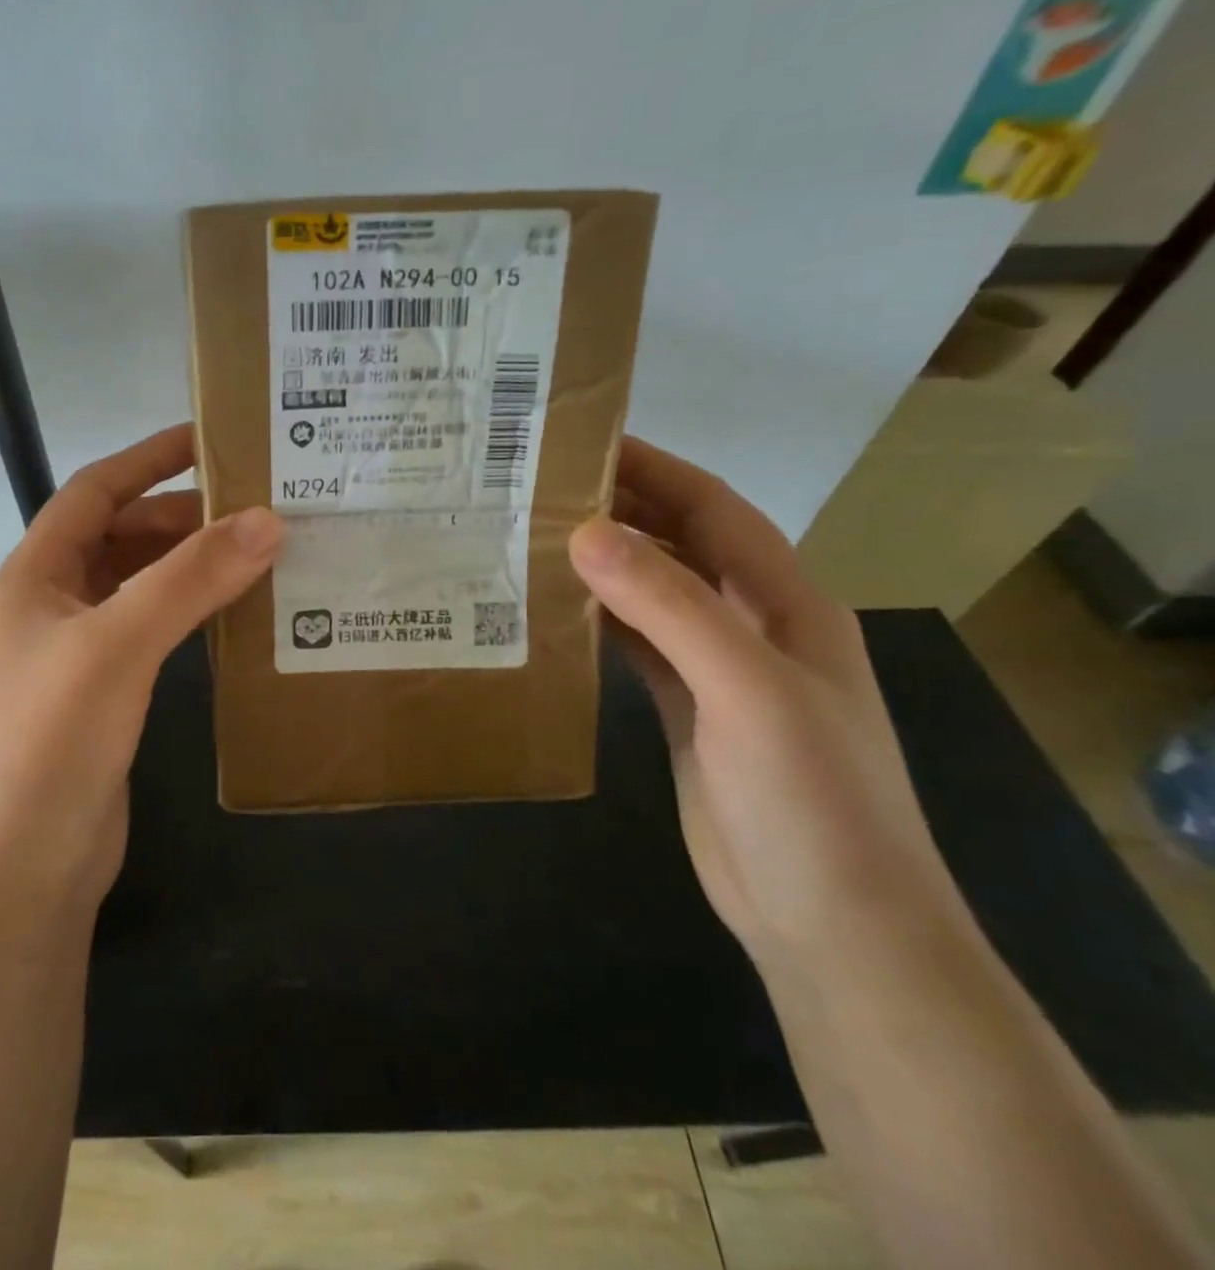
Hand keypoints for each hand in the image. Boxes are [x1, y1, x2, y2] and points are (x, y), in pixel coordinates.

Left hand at [0, 424, 282, 910]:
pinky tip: (232, 620)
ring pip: (139, 589)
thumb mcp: (117, 645)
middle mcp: (51, 608)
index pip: (94, 492)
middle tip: (255, 510)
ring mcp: (76, 657)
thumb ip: (189, 580)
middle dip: (181, 519)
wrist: (16, 871)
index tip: (209, 440)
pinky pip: (151, 636)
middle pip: (120, 539)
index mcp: (35, 576)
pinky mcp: (102, 700)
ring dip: (189, 569)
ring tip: (257, 557)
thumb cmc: (48, 741)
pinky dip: (188, 617)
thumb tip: (266, 520)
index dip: (148, 460)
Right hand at [568, 438, 971, 973]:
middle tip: (539, 487)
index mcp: (785, 603)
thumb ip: (669, 607)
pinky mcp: (687, 710)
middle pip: (681, 544)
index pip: (714, 510)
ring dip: (604, 564)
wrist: (831, 923)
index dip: (655, 468)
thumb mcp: (746, 691)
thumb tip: (585, 532)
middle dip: (621, 508)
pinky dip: (599, 620)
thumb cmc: (809, 800)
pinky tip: (553, 612)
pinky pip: (637, 646)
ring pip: (654, 594)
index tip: (584, 441)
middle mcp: (753, 625)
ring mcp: (719, 671)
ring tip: (532, 539)